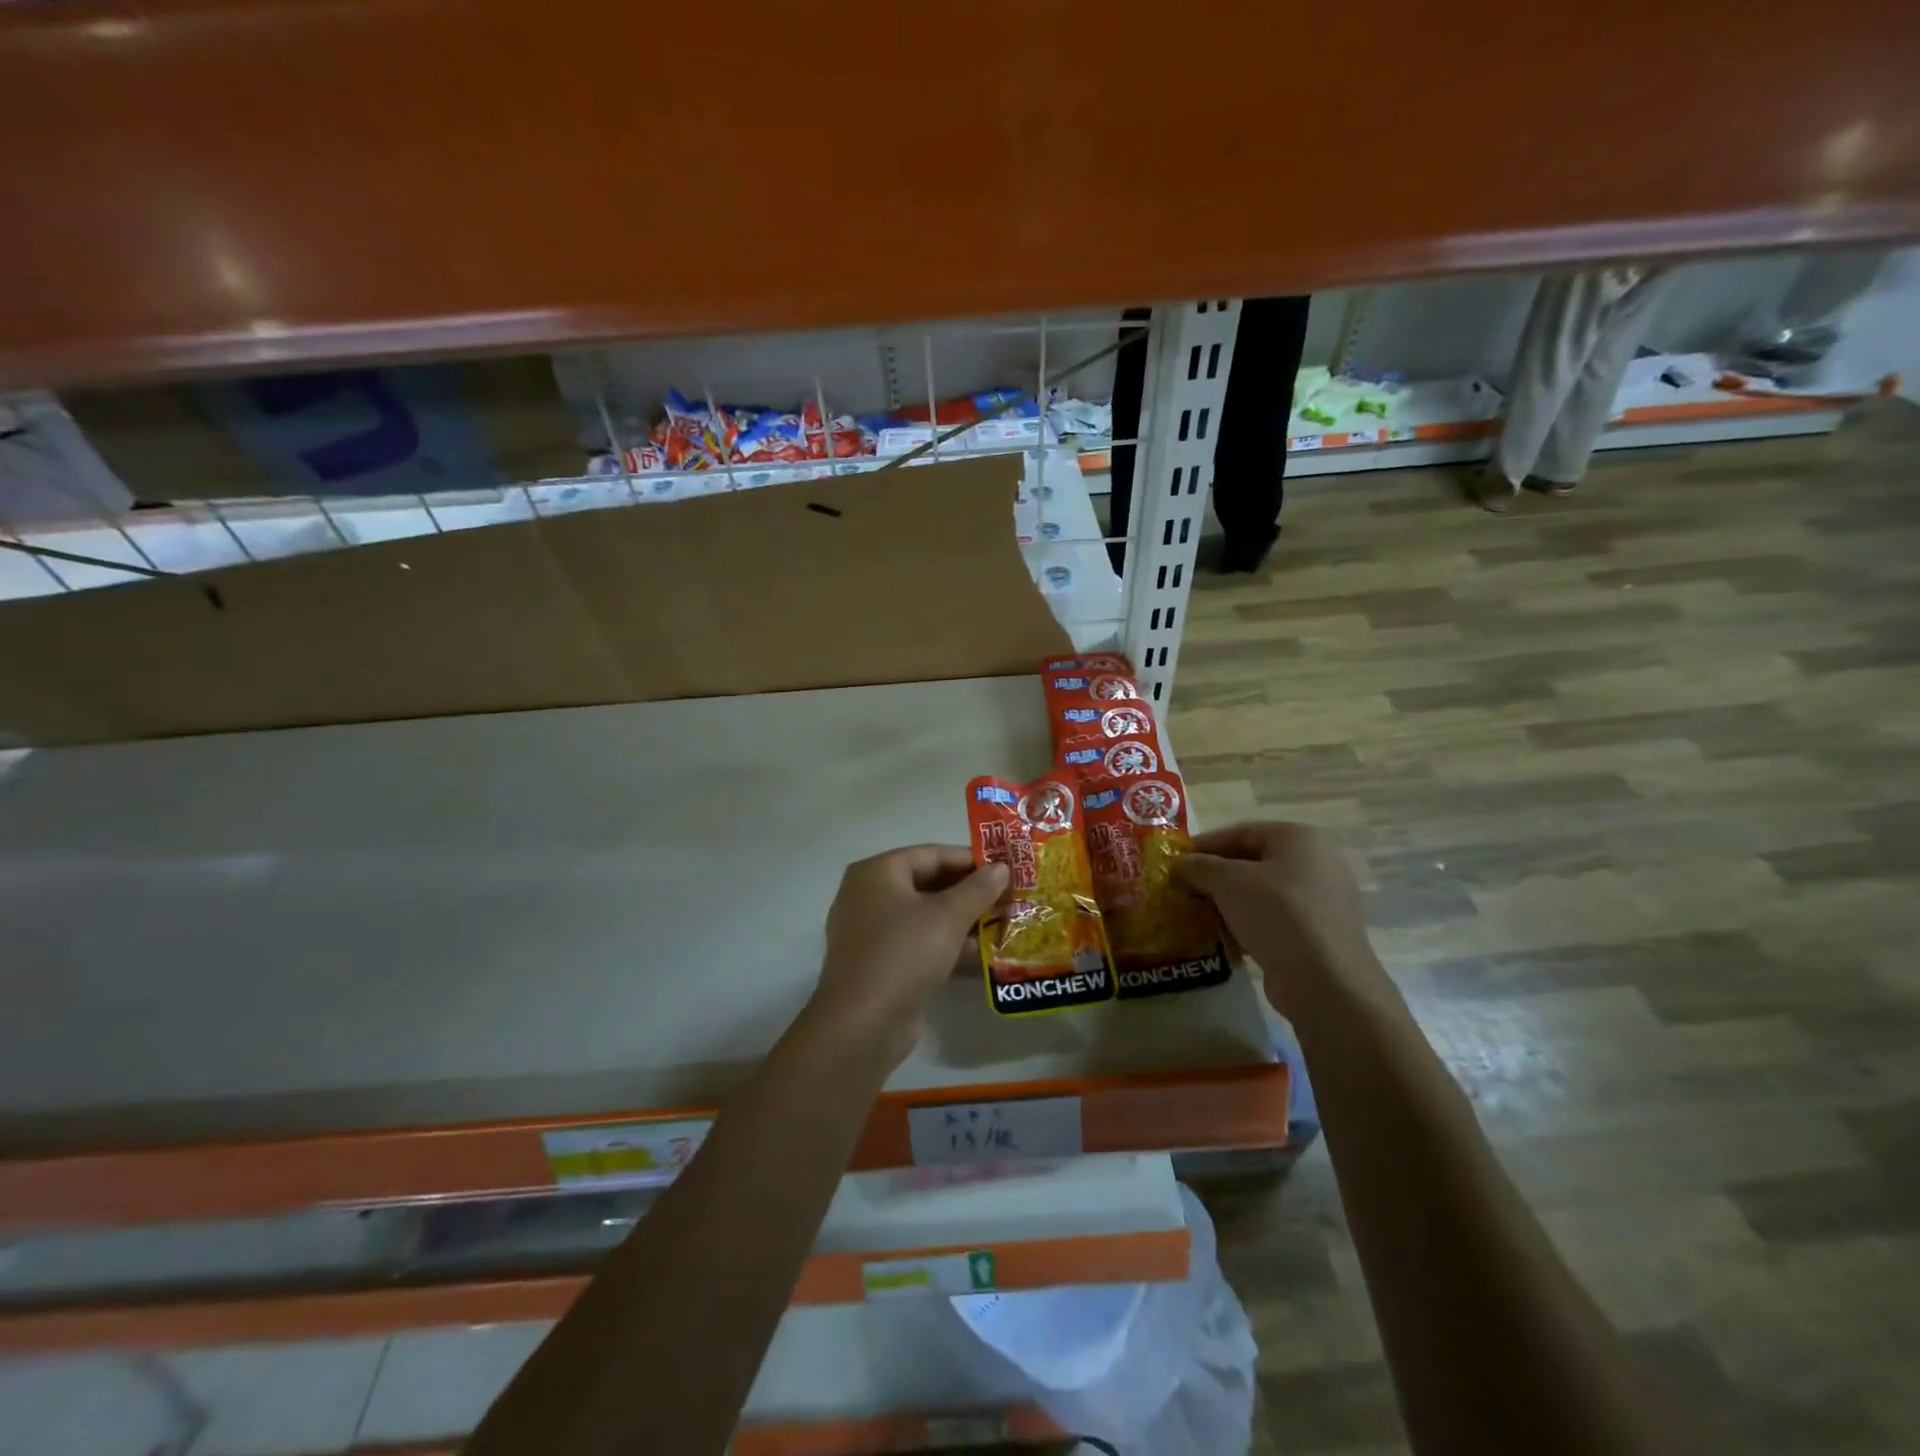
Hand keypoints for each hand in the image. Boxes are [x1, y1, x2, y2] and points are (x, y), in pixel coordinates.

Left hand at [805, 845, 1008, 1069]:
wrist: (862, 1025)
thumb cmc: (904, 953)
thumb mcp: (948, 916)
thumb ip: (978, 888)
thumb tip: (1001, 868)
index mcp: (877, 872)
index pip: (931, 854)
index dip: (971, 860)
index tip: (1007, 868)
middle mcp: (868, 896)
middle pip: (928, 884)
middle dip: (970, 892)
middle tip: (1009, 898)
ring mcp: (871, 932)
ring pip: (925, 916)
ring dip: (963, 920)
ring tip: (1004, 924)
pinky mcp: (879, 965)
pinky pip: (918, 943)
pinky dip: (947, 945)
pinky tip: (982, 954)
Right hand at [1174, 821, 1392, 1019]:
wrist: (1325, 981)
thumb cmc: (1277, 914)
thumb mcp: (1228, 882)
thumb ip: (1199, 866)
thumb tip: (1179, 863)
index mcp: (1299, 838)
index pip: (1241, 832)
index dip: (1204, 844)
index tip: (1176, 860)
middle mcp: (1316, 863)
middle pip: (1252, 861)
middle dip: (1215, 875)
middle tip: (1183, 887)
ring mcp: (1321, 900)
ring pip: (1262, 892)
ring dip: (1228, 901)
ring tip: (1197, 913)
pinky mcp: (1319, 933)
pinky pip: (1274, 919)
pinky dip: (1247, 923)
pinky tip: (1224, 936)